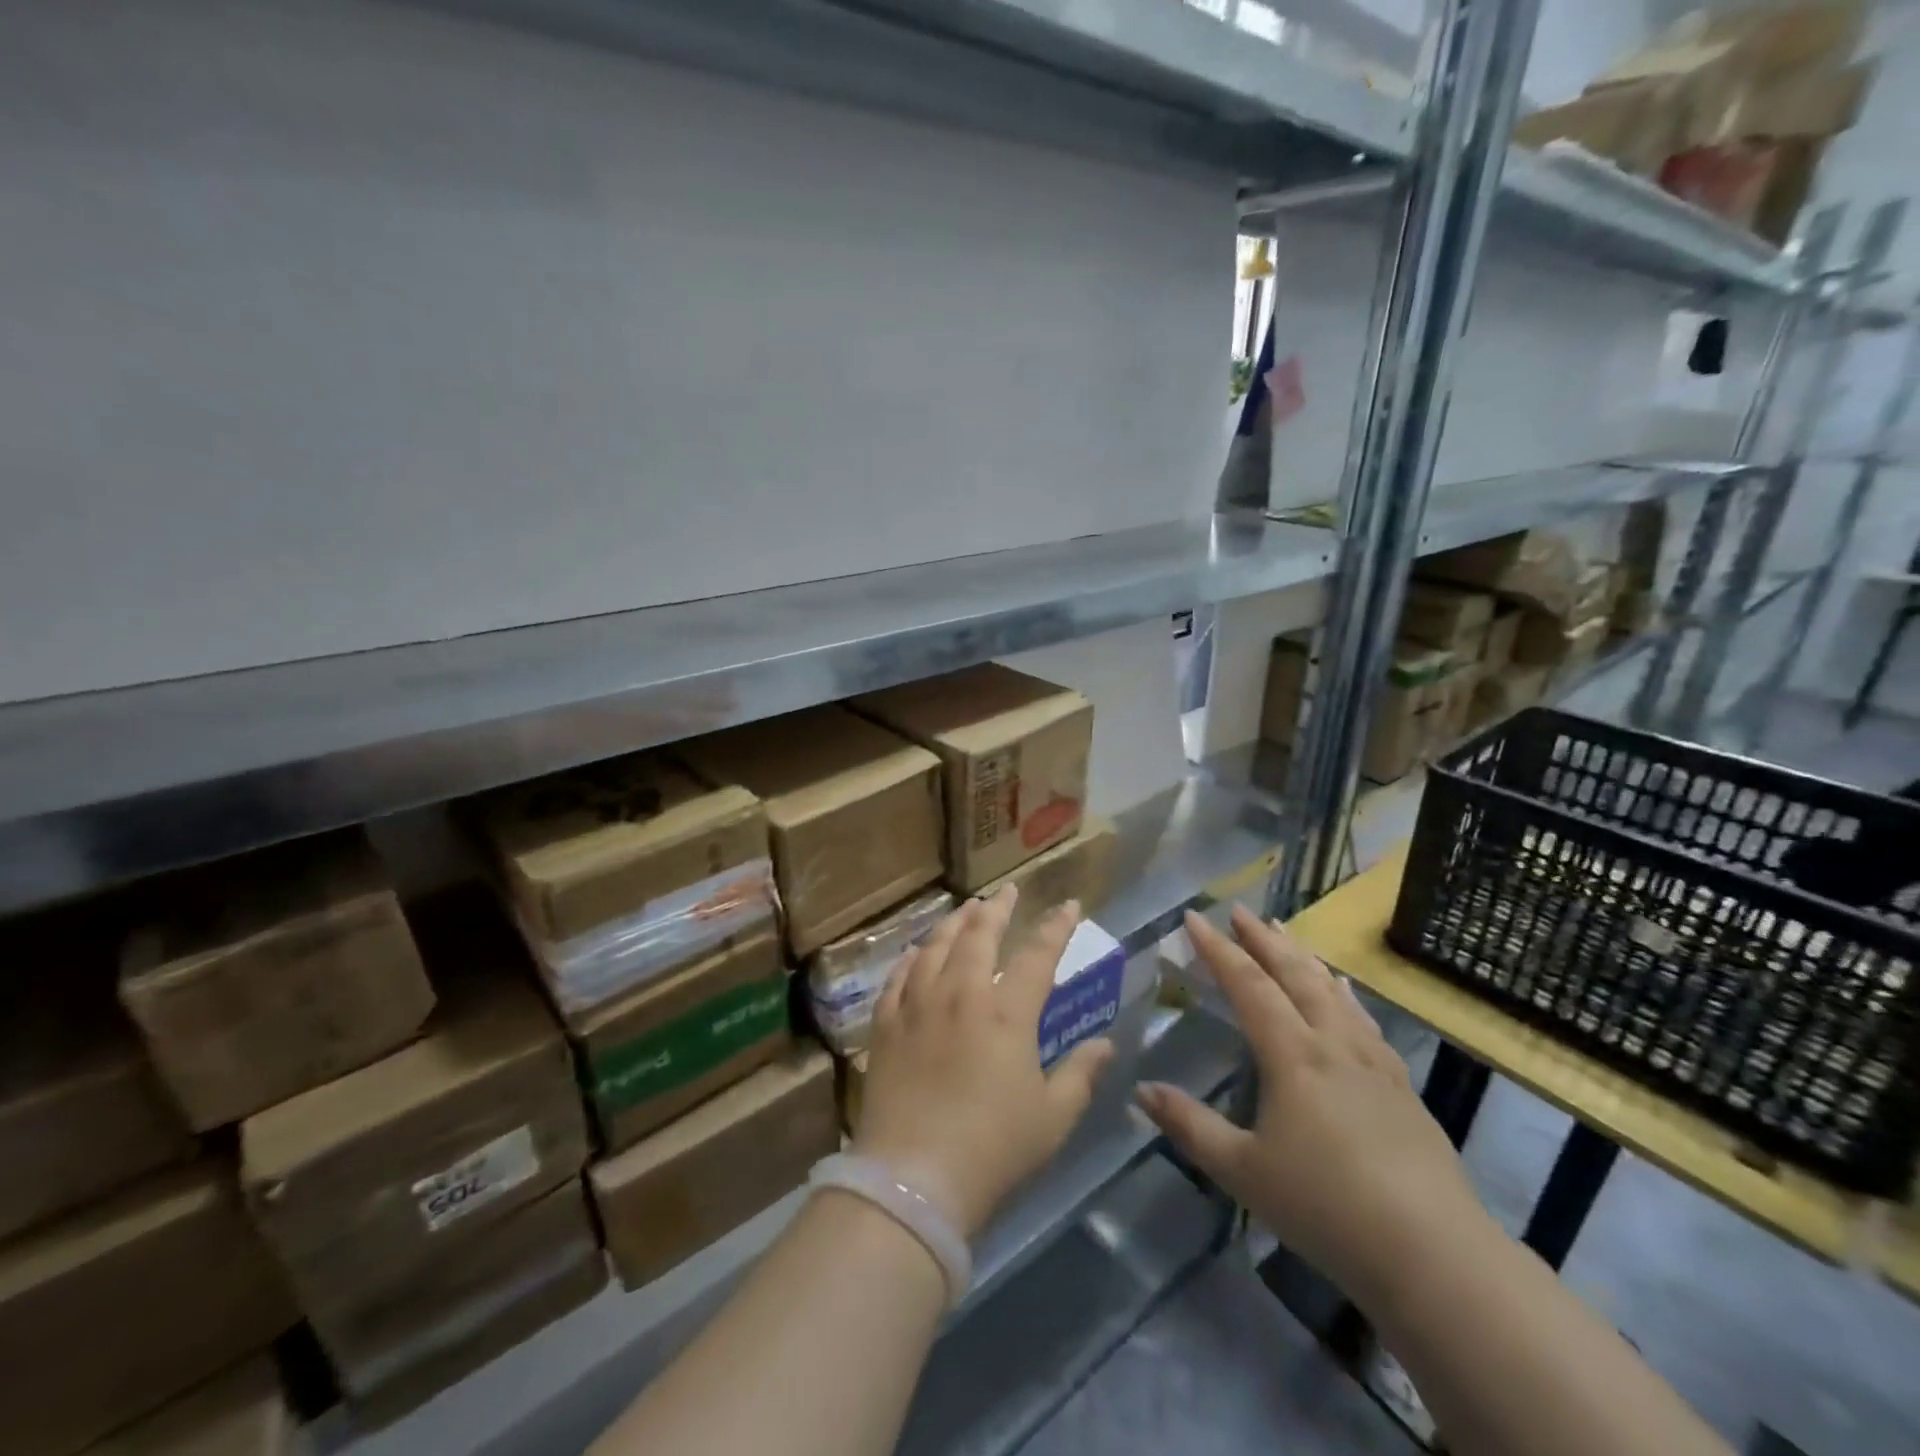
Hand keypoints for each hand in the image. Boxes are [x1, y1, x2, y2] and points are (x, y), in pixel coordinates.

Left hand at [854, 885, 1114, 1240]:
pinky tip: (916, 952)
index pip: (1039, 955)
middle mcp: (961, 995)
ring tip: (965, 909)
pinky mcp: (886, 1024)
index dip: (1057, 927)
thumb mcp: (1053, 1117)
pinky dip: (910, 958)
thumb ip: (1081, 1074)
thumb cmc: (994, 1149)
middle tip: (1006, 892)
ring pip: (936, 946)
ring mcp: (918, 1005)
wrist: (915, 1177)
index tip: (1069, 905)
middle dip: (997, 909)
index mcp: (1007, 1014)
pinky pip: (897, 977)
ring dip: (954, 923)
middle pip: (980, 937)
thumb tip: (1106, 1044)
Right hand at [1138, 906, 1490, 1312]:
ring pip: (1332, 991)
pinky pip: (1364, 1019)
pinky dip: (1345, 993)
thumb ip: (1189, 1125)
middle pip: (1293, 975)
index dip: (1217, 949)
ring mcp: (1372, 1062)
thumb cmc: (1326, 1207)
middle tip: (1239, 911)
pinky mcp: (1401, 1086)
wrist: (1434, 1254)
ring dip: (1302, 957)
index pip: (1247, 985)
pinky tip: (1345, 989)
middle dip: (1262, 939)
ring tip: (1285, 931)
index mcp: (1292, 1055)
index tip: (1194, 918)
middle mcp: (1332, 1043)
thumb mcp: (1243, 1171)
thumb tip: (1140, 1090)